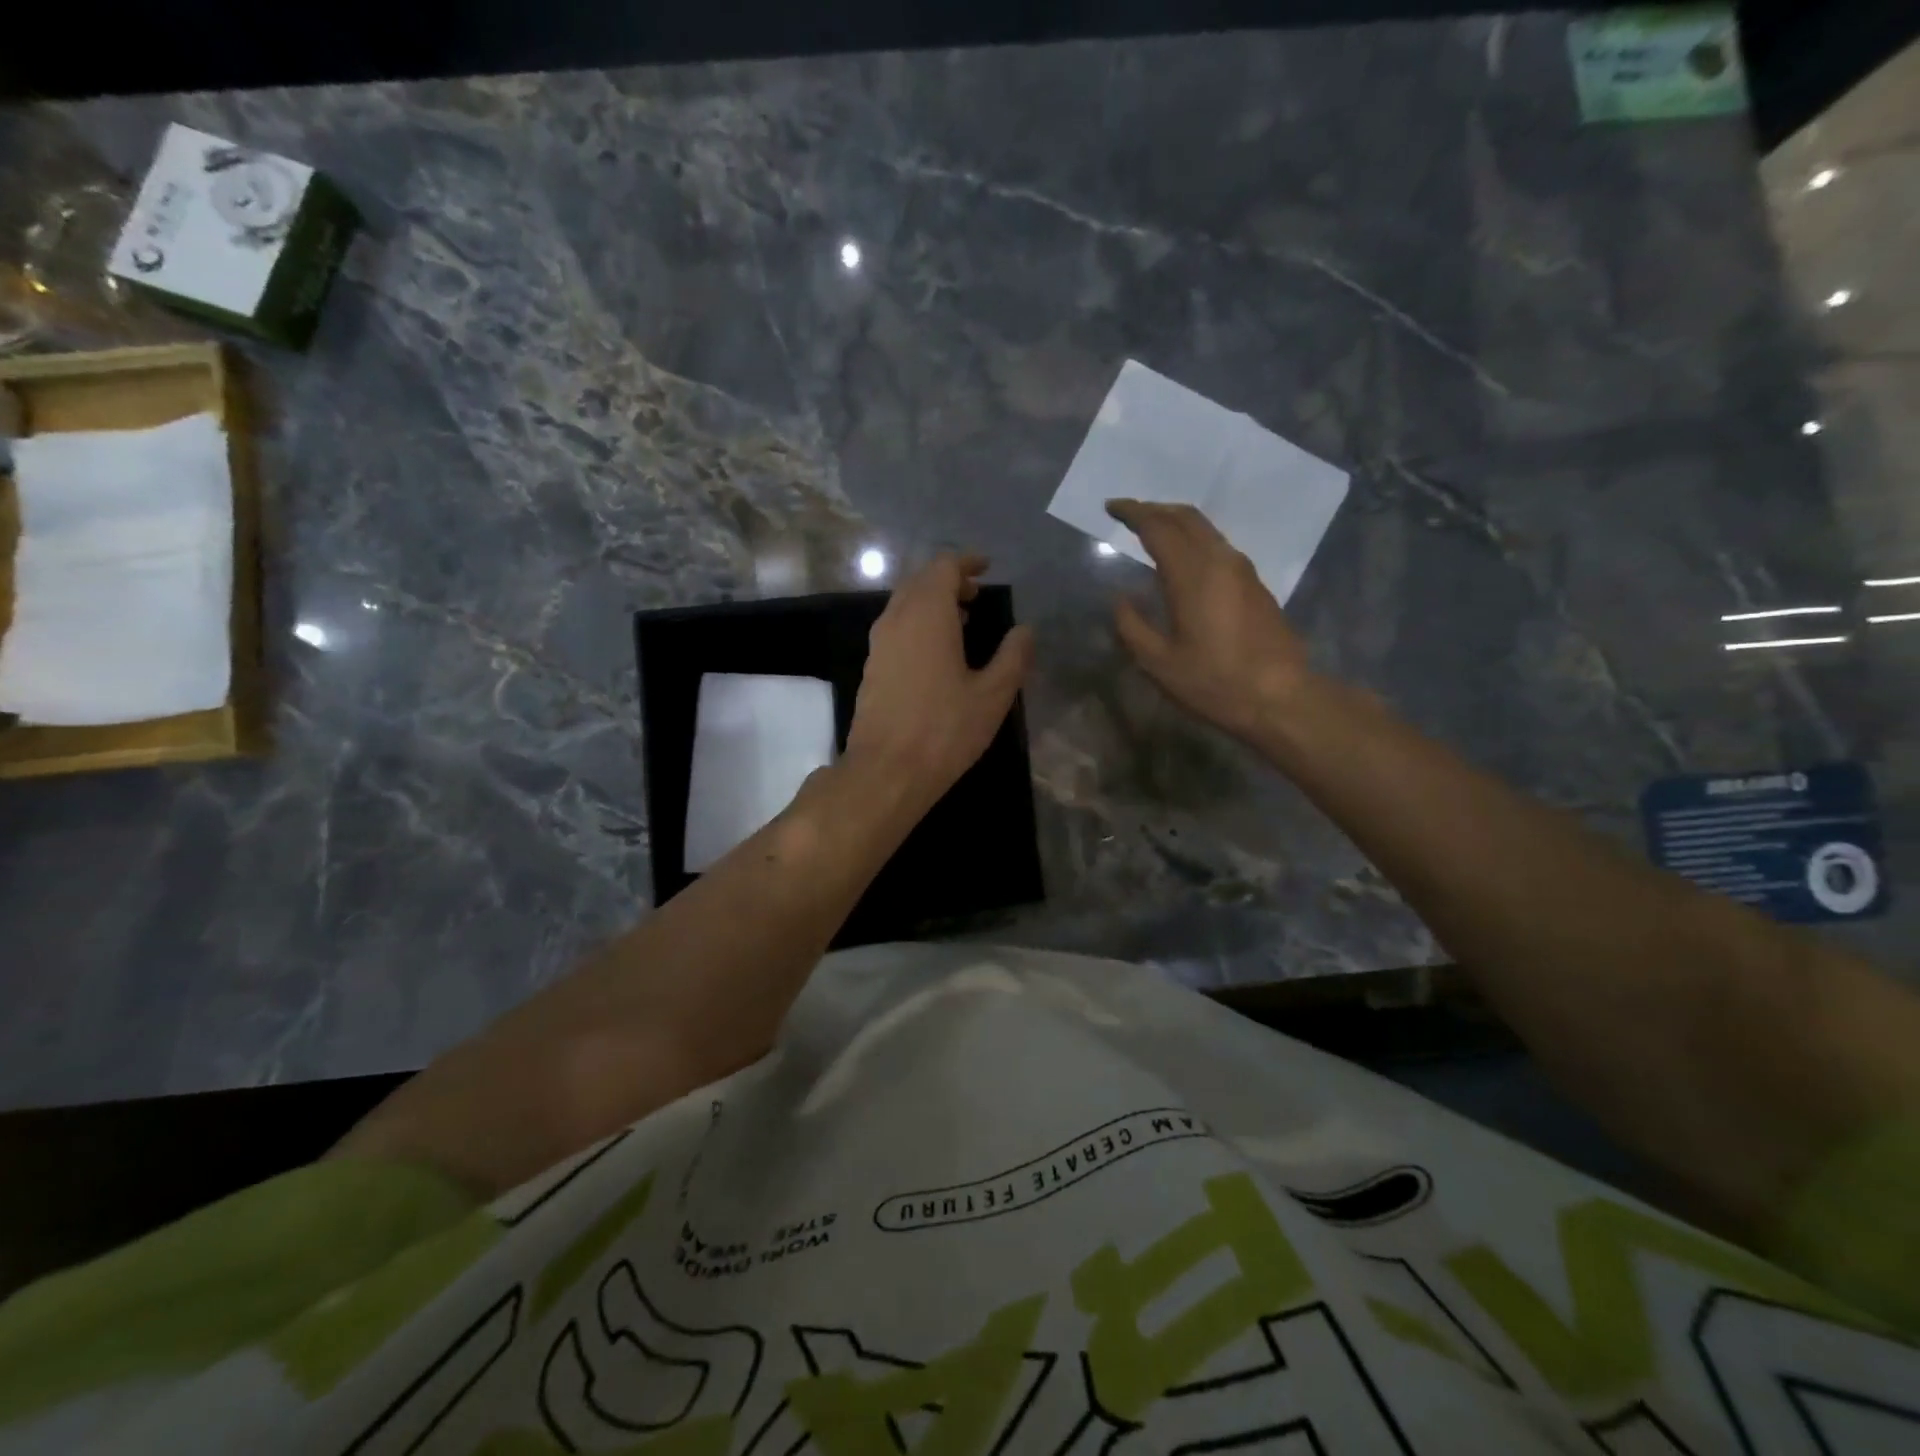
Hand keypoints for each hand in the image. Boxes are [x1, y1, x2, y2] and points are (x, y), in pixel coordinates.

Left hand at [846, 552, 1034, 810]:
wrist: (886, 771)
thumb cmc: (945, 729)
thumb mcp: (993, 695)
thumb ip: (1013, 656)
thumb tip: (1025, 631)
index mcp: (927, 614)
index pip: (943, 567)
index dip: (967, 562)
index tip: (987, 568)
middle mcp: (897, 619)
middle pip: (920, 581)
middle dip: (949, 580)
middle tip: (976, 595)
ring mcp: (878, 644)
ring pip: (904, 604)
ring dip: (931, 603)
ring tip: (961, 621)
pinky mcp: (871, 668)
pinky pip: (896, 628)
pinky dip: (917, 624)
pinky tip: (936, 652)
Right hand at [1107, 499, 1317, 742]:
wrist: (1279, 697)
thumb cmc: (1214, 682)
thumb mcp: (1159, 663)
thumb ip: (1132, 626)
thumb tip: (1120, 599)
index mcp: (1192, 575)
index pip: (1158, 527)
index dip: (1133, 512)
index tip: (1111, 507)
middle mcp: (1219, 561)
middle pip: (1186, 517)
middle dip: (1154, 509)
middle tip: (1129, 513)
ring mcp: (1242, 570)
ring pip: (1206, 529)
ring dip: (1176, 522)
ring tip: (1152, 531)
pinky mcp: (1254, 584)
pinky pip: (1217, 545)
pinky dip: (1193, 539)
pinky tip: (1182, 559)